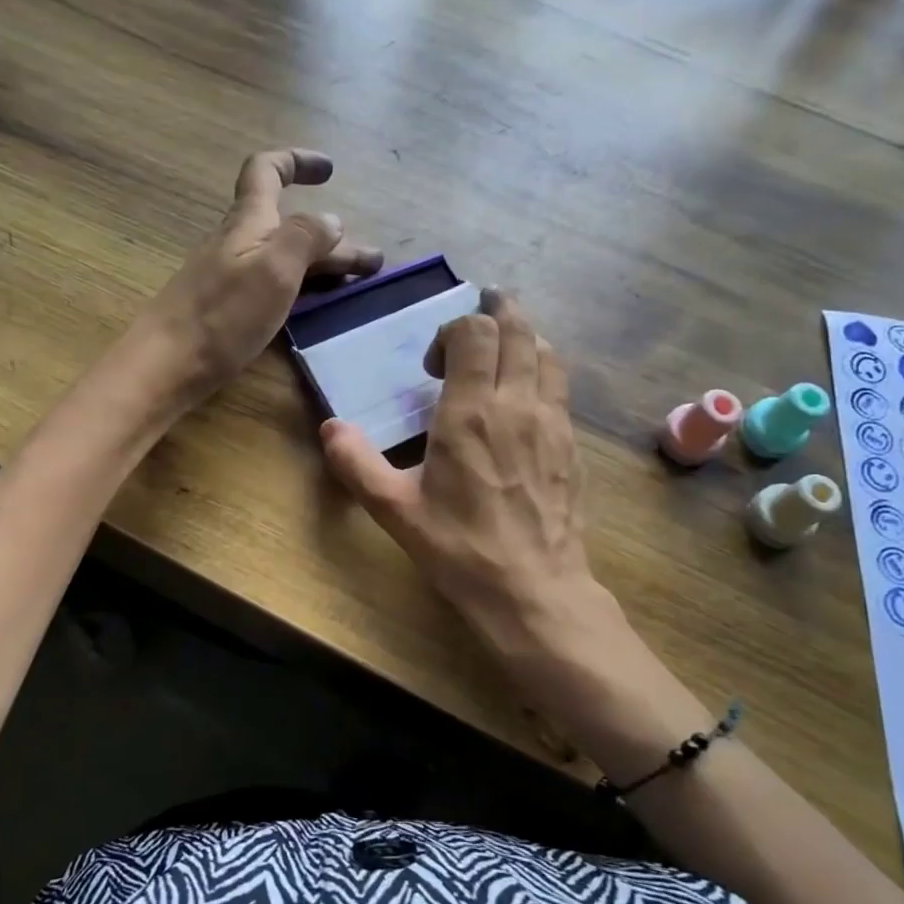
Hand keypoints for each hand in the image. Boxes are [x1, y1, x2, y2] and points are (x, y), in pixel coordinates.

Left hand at [132, 149, 382, 404]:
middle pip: (290, 226)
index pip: (267, 170)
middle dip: (333, 237)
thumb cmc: (221, 315)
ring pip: (285, 258)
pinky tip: (316, 304)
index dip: (296, 161)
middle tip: (373, 262)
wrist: (166, 365)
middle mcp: (239, 243)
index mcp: (248, 223)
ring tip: (359, 284)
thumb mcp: (273, 270)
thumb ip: (305, 237)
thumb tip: (332, 219)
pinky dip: (303, 286)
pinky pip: (274, 285)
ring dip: (323, 264)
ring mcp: (232, 277)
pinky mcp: (228, 309)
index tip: (330, 171)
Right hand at [321, 290, 596, 655]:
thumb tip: (331, 428)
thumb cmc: (459, 549)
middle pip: (517, 330)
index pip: (475, 332)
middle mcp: (517, 405)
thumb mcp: (394, 509)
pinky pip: (561, 387)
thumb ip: (357, 463)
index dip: (454, 330)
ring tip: (503, 349)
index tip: (434, 365)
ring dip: (523, 338)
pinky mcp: (573, 445)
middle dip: (496, 313)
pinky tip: (526, 396)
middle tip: (476, 319)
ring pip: (547, 353)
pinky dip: (542, 371)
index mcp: (471, 413)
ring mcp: (553, 423)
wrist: (533, 591)